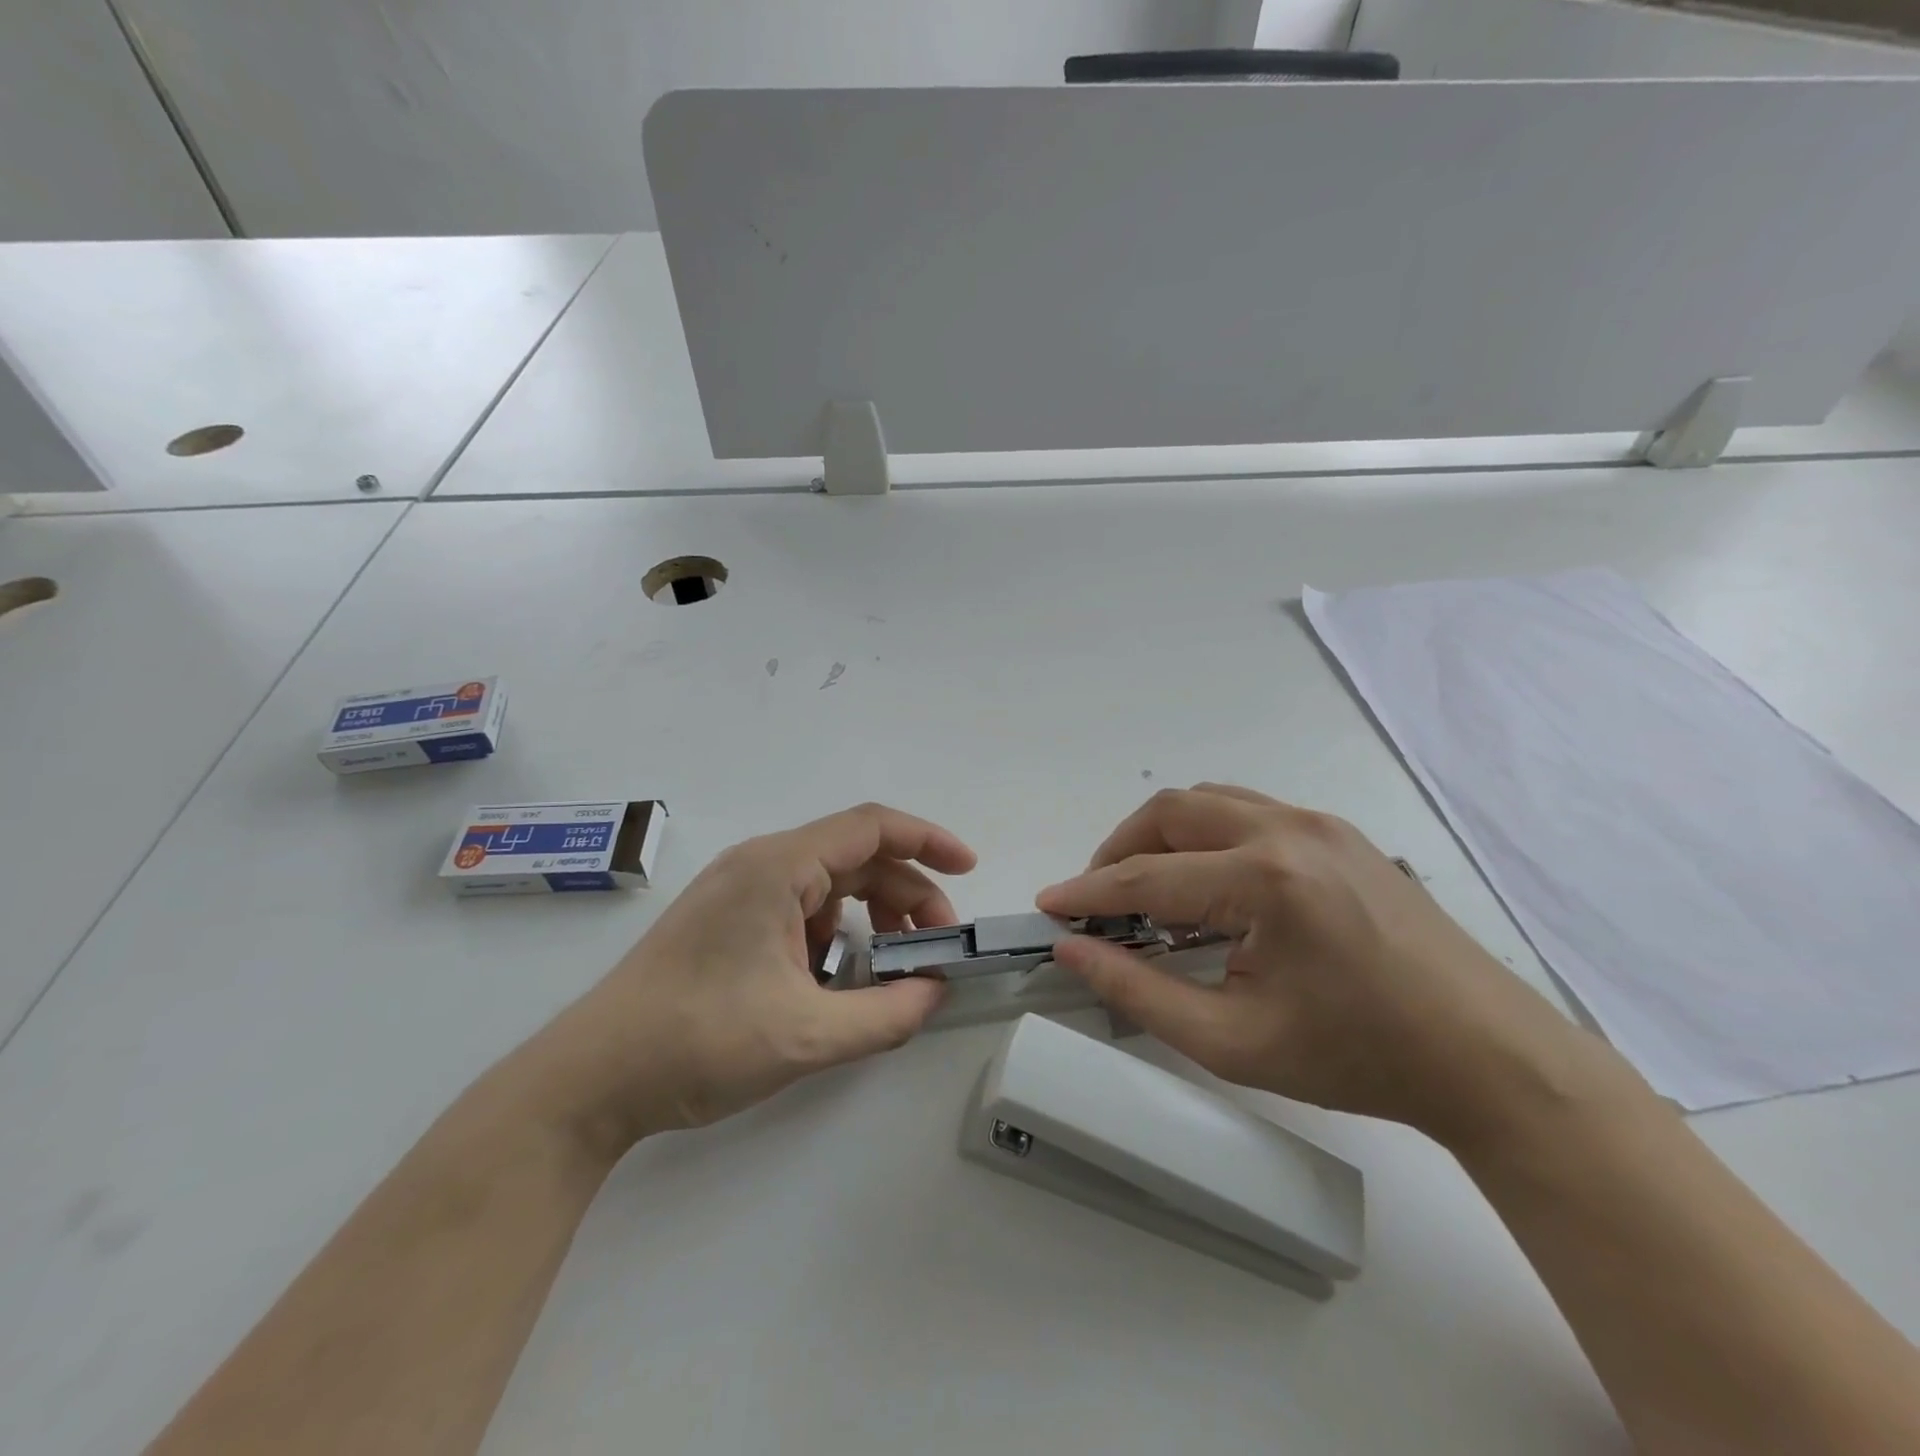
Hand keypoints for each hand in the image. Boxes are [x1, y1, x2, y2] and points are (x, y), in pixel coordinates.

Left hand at [521, 804, 975, 1156]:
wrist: (590, 1080)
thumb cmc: (699, 1043)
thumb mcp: (808, 1035)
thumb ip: (888, 1014)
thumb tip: (935, 991)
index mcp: (778, 867)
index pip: (871, 827)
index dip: (928, 841)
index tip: (969, 868)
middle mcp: (760, 864)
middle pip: (856, 858)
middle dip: (908, 895)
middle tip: (937, 946)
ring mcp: (739, 890)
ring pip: (829, 885)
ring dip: (872, 916)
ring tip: (893, 968)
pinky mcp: (728, 919)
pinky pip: (800, 908)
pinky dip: (835, 934)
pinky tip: (838, 980)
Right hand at [1036, 785, 1596, 1146]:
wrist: (1489, 1057)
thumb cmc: (1360, 1057)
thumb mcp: (1235, 1041)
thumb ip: (1140, 991)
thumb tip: (1073, 949)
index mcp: (1265, 880)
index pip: (1148, 877)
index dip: (1088, 891)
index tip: (1048, 904)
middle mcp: (1288, 830)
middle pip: (1171, 812)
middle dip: (1120, 850)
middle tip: (1098, 900)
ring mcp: (1319, 823)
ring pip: (1208, 801)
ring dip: (1162, 836)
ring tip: (1147, 888)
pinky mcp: (1339, 832)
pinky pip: (1248, 811)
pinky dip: (1205, 835)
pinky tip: (1209, 885)